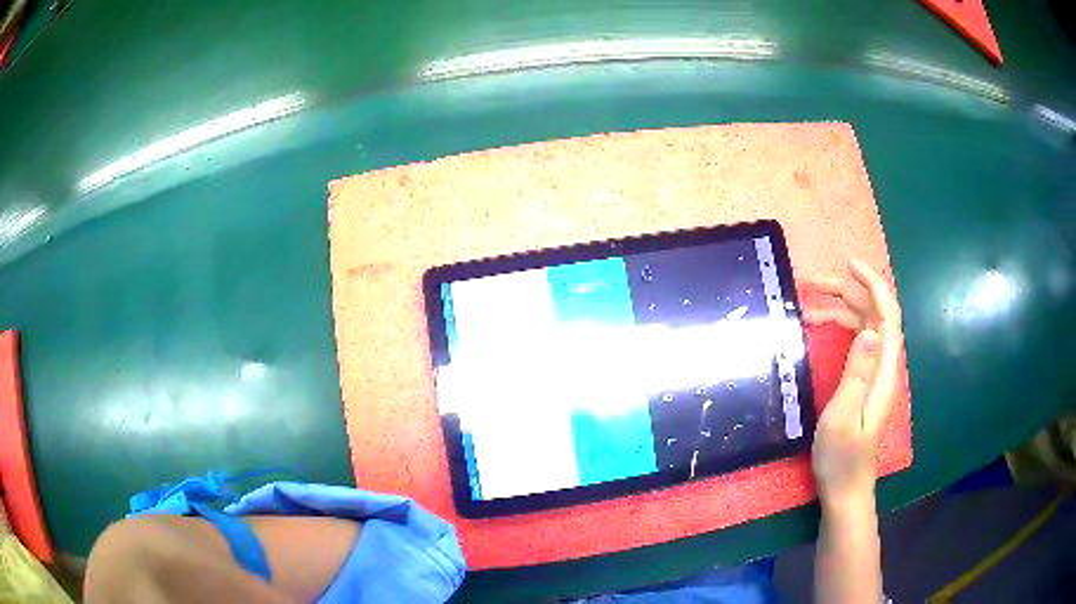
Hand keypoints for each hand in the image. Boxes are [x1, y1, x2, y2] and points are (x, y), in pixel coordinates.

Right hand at [804, 259, 901, 509]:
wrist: (847, 490)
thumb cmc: (841, 459)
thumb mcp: (842, 418)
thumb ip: (856, 374)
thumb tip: (867, 330)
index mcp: (883, 374)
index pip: (887, 317)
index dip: (873, 285)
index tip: (849, 265)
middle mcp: (883, 368)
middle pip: (874, 316)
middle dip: (848, 292)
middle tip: (814, 284)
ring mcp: (875, 376)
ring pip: (864, 327)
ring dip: (841, 309)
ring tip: (810, 305)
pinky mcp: (865, 384)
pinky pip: (857, 344)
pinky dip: (840, 329)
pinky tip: (820, 328)